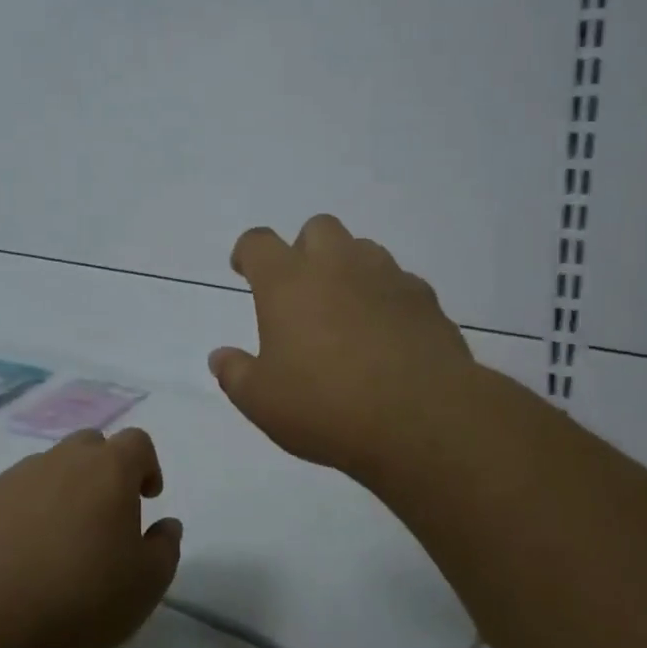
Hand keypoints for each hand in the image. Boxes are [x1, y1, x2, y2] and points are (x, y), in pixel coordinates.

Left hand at [0, 428, 180, 647]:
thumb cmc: (85, 597)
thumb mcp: (148, 583)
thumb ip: (165, 546)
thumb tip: (166, 525)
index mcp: (110, 468)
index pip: (137, 442)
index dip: (147, 465)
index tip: (147, 498)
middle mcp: (66, 459)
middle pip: (92, 445)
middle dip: (105, 469)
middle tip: (107, 513)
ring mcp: (22, 476)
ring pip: (54, 465)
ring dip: (67, 486)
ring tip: (66, 534)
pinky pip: (21, 488)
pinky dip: (33, 505)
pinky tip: (30, 547)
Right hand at [210, 215, 488, 486]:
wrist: (422, 419)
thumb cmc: (327, 406)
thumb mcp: (262, 401)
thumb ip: (235, 373)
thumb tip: (220, 356)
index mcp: (288, 282)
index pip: (258, 242)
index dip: (248, 252)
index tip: (244, 270)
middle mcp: (337, 265)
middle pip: (318, 228)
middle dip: (305, 249)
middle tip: (301, 290)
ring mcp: (387, 277)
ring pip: (363, 249)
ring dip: (348, 268)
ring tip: (345, 310)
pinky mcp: (426, 299)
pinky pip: (400, 282)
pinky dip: (386, 297)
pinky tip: (386, 334)